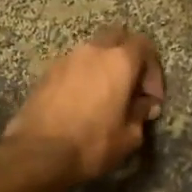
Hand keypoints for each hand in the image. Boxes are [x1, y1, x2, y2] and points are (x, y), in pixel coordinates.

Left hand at [3, 25, 165, 183]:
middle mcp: (93, 50)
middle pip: (117, 37)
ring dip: (104, 67)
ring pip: (93, 51)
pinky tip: (82, 103)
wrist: (38, 153)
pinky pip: (73, 66)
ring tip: (106, 97)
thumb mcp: (129, 136)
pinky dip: (83, 77)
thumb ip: (141, 114)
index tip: (151, 97)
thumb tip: (145, 105)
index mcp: (119, 61)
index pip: (144, 45)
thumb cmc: (92, 143)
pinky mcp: (47, 73)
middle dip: (128, 57)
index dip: (153, 69)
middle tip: (131, 87)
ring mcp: (66, 59)